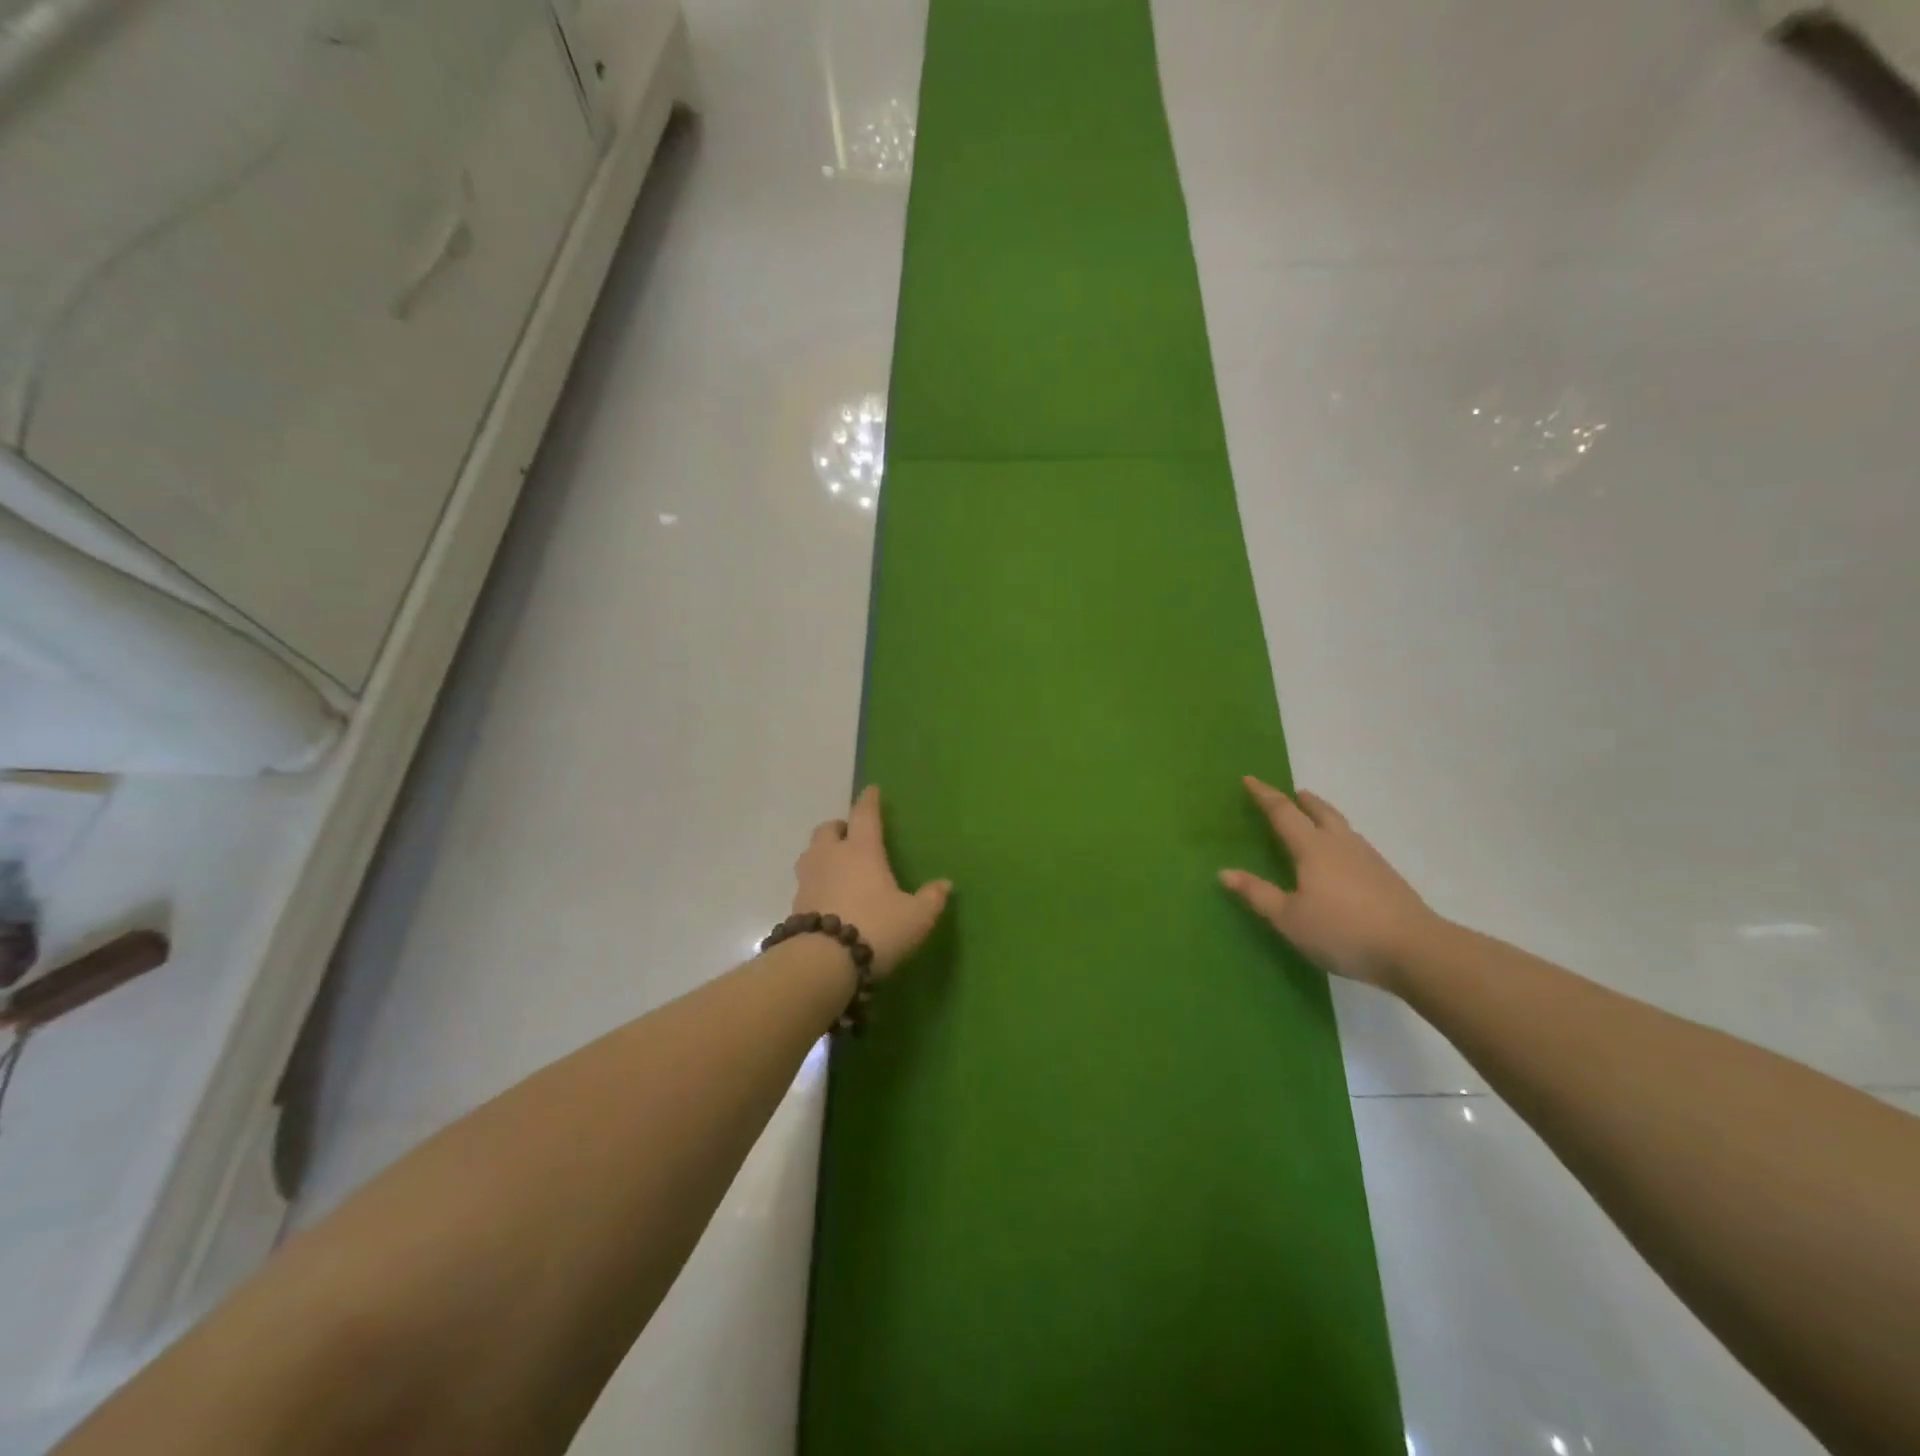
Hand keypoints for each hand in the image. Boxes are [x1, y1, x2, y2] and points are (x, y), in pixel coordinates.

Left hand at [792, 786, 950, 977]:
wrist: (823, 962)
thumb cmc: (876, 928)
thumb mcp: (915, 917)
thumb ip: (931, 899)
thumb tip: (946, 884)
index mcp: (862, 850)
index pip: (865, 815)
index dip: (869, 800)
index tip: (871, 790)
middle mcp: (831, 856)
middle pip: (828, 829)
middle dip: (840, 828)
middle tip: (851, 835)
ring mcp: (808, 879)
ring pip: (811, 853)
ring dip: (823, 853)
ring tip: (836, 865)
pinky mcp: (795, 904)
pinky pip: (806, 882)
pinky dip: (816, 882)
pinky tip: (827, 897)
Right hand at [1220, 777, 1441, 989]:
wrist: (1415, 950)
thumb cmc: (1343, 931)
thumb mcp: (1290, 919)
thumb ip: (1258, 894)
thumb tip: (1225, 872)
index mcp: (1313, 848)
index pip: (1283, 813)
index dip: (1264, 795)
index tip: (1249, 779)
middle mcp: (1341, 844)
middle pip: (1320, 812)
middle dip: (1303, 800)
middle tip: (1293, 793)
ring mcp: (1369, 859)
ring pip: (1341, 826)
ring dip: (1324, 816)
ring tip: (1315, 818)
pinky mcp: (1386, 877)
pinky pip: (1355, 844)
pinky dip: (1341, 837)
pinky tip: (1342, 857)